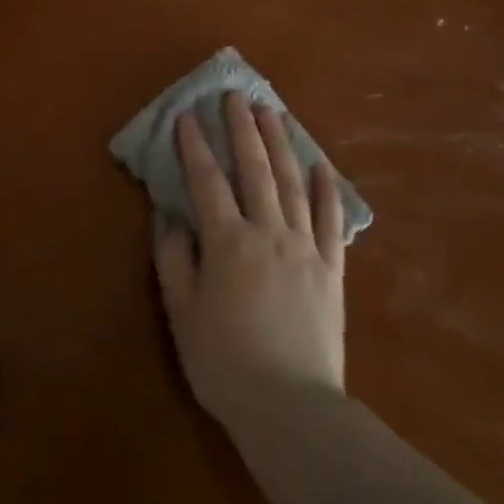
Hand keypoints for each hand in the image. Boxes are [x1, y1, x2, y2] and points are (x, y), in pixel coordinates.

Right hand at [154, 90, 346, 433]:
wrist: (292, 407)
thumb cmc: (226, 364)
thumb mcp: (183, 315)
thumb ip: (175, 261)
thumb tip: (171, 218)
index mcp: (228, 243)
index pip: (207, 182)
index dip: (194, 147)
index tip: (186, 116)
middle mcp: (269, 233)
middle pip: (255, 170)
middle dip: (243, 129)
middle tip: (236, 95)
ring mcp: (306, 248)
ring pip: (293, 184)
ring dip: (281, 145)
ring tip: (273, 113)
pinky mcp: (332, 269)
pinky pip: (330, 221)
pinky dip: (326, 190)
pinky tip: (321, 166)